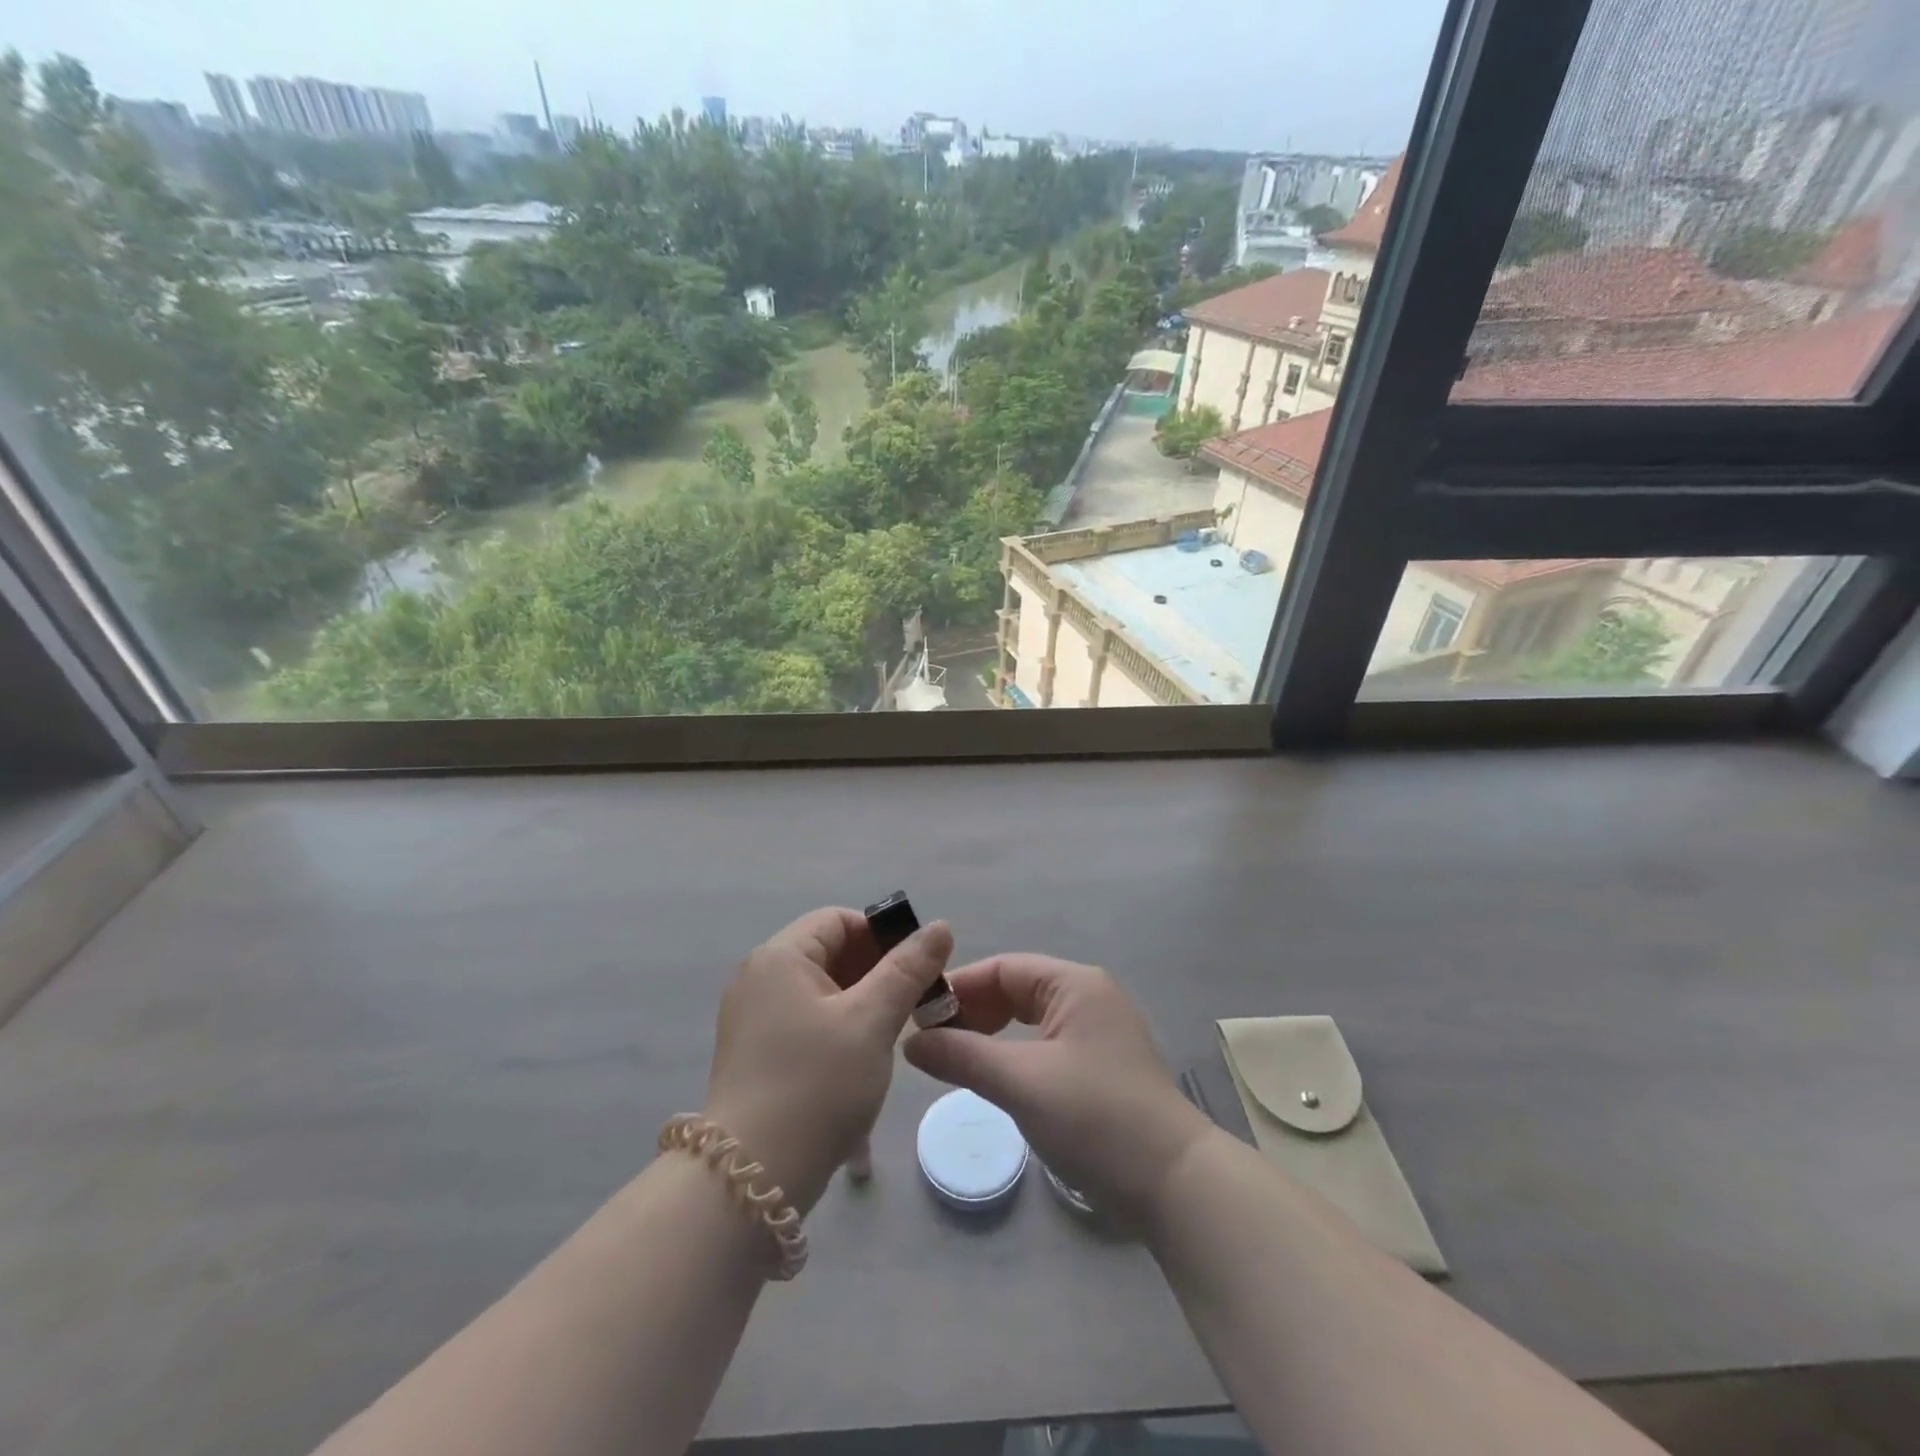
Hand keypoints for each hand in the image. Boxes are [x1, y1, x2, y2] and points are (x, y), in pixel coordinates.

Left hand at [704, 907, 953, 1214]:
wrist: (752, 1179)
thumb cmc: (817, 1085)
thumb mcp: (872, 1021)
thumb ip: (908, 969)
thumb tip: (939, 926)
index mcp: (780, 957)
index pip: (838, 920)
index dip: (883, 936)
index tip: (918, 969)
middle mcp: (759, 979)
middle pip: (829, 954)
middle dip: (877, 973)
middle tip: (916, 1004)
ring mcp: (752, 1019)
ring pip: (822, 993)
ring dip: (862, 1005)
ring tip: (895, 1036)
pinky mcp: (755, 1055)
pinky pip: (806, 1024)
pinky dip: (839, 1031)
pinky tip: (863, 1064)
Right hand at [904, 954, 1212, 1229]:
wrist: (1175, 1185)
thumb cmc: (1095, 1119)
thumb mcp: (1021, 1083)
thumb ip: (963, 1056)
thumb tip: (911, 1042)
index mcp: (1075, 984)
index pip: (1003, 968)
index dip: (959, 988)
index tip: (919, 1016)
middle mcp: (1089, 997)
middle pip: (1017, 989)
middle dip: (973, 1011)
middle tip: (932, 1042)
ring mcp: (1099, 1032)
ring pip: (1030, 1019)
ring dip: (992, 1035)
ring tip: (956, 1060)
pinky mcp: (1102, 1066)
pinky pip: (1046, 1044)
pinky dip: (1015, 1054)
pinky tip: (995, 1077)